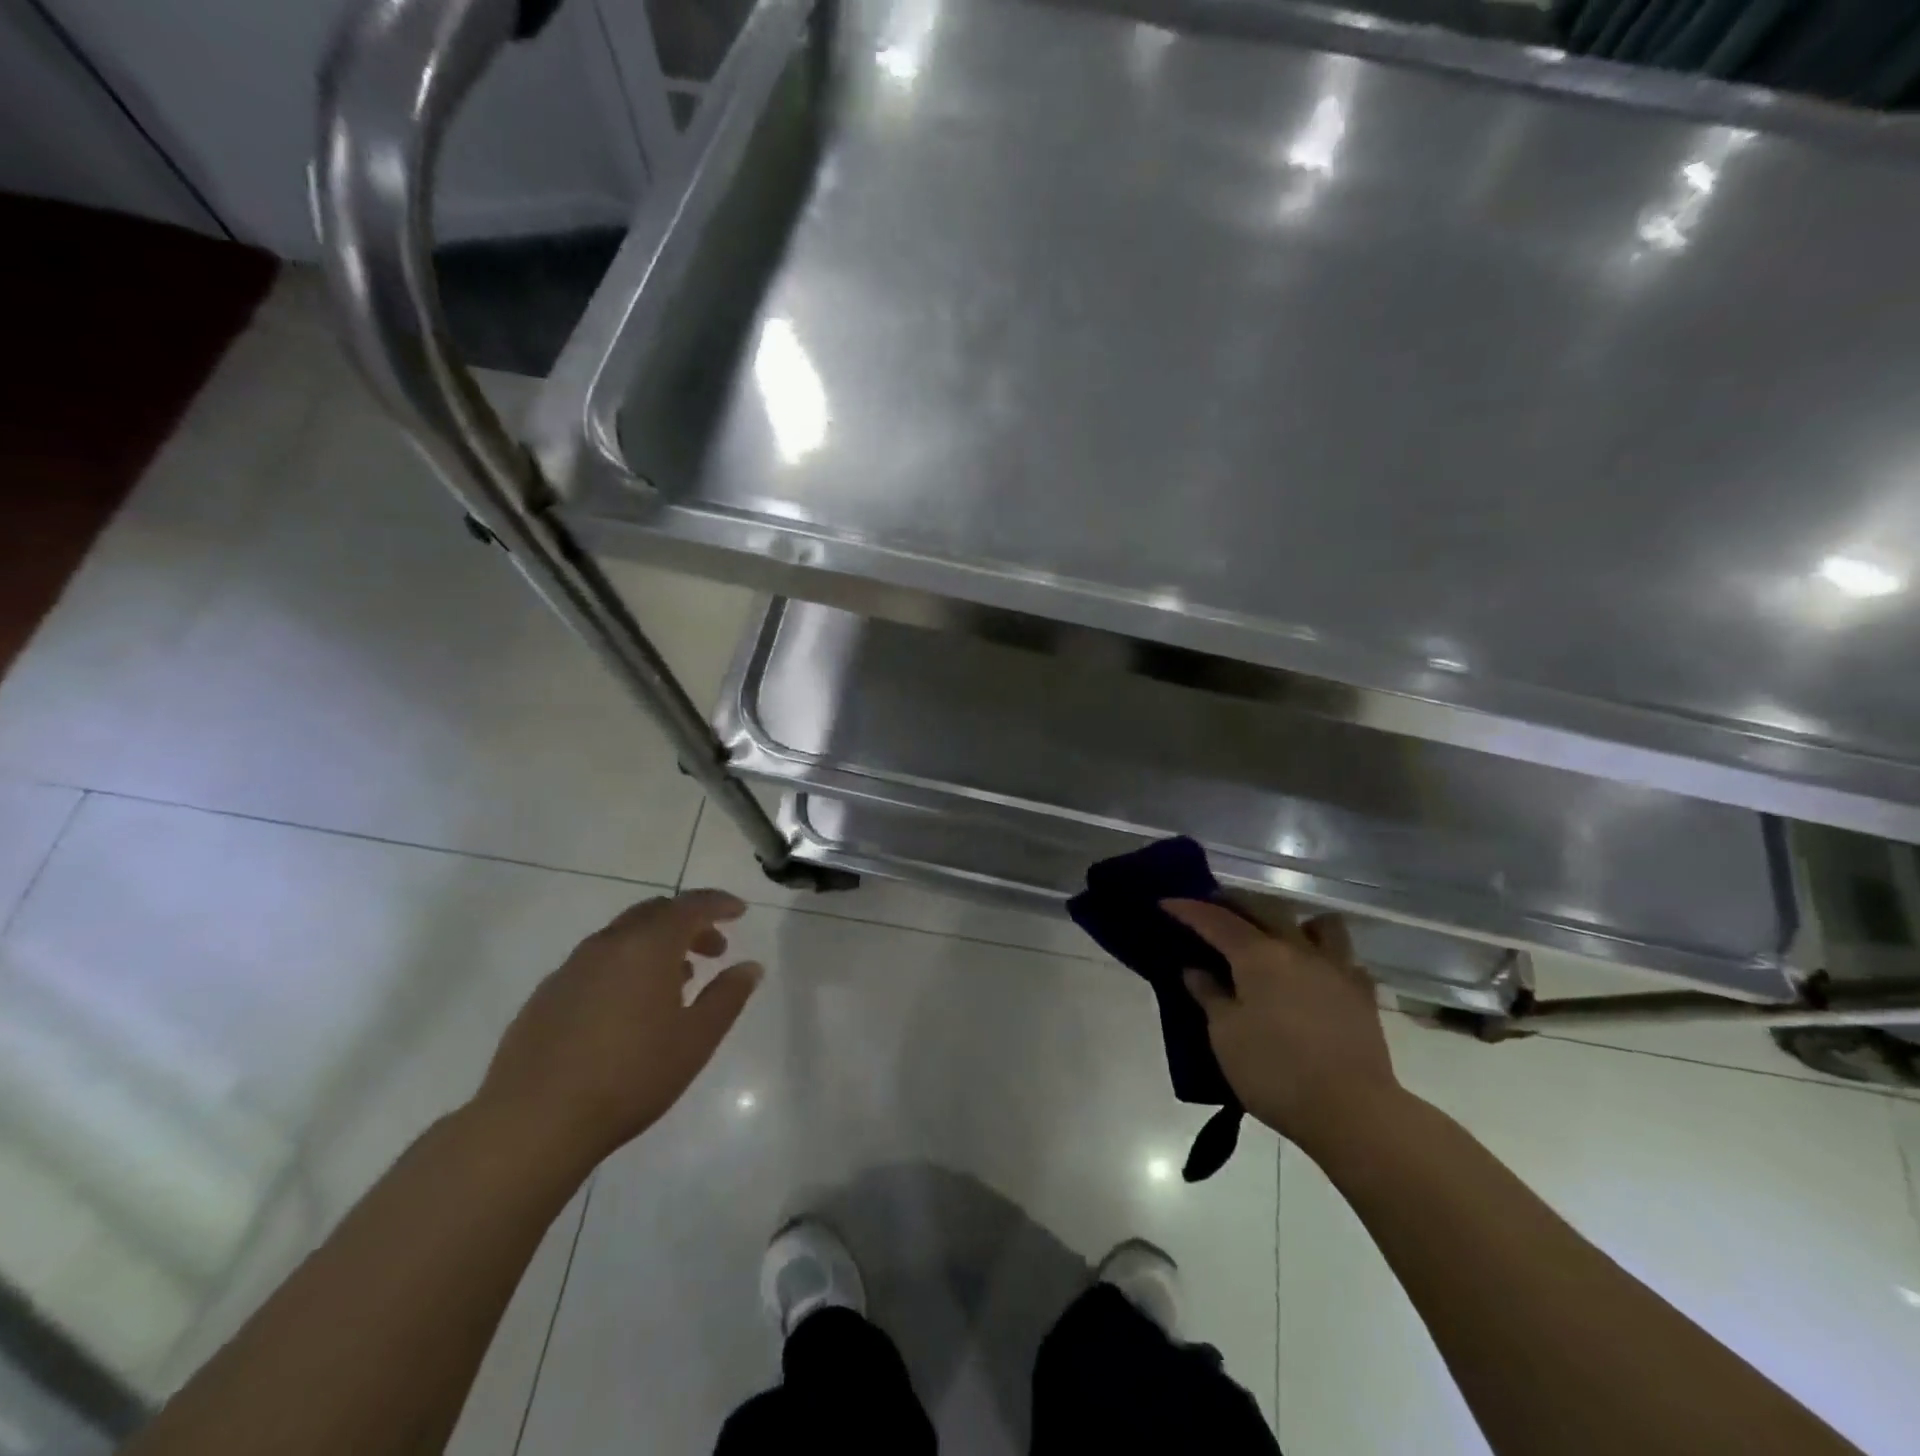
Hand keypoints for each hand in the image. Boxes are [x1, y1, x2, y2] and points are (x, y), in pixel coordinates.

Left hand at [475, 889, 762, 1166]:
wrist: (532, 1122)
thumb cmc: (629, 1076)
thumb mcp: (696, 1039)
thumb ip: (728, 996)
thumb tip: (749, 967)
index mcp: (648, 946)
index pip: (691, 905)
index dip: (719, 903)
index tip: (740, 912)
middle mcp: (608, 944)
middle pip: (655, 913)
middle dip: (689, 923)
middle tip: (713, 950)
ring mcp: (572, 967)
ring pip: (624, 937)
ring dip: (656, 946)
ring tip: (677, 981)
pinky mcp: (547, 994)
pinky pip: (597, 962)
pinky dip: (625, 966)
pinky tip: (629, 1008)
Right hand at [1164, 899, 1400, 1158]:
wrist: (1352, 1112)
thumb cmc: (1275, 1072)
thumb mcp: (1225, 1036)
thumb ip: (1209, 996)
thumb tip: (1195, 970)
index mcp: (1258, 955)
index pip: (1216, 920)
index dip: (1189, 909)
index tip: (1167, 903)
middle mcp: (1298, 949)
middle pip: (1264, 909)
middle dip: (1235, 904)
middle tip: (1214, 910)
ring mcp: (1336, 969)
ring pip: (1318, 924)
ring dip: (1293, 922)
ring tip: (1276, 938)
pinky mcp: (1363, 995)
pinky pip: (1344, 960)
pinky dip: (1325, 958)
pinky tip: (1315, 977)